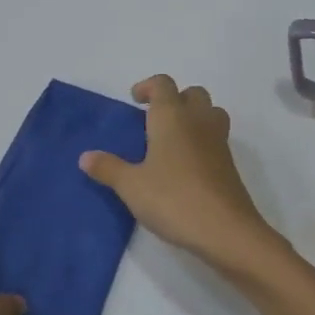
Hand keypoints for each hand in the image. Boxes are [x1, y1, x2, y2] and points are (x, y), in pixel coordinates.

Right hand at [80, 76, 283, 273]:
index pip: (163, 84)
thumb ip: (108, 168)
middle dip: (174, 99)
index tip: (135, 100)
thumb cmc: (173, 199)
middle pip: (192, 93)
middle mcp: (198, 121)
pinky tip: (184, 166)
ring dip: (193, 116)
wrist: (225, 230)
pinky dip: (201, 141)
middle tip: (153, 120)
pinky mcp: (229, 165)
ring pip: (210, 113)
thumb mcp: (131, 186)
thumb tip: (85, 156)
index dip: (148, 87)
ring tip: (171, 139)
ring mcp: (218, 142)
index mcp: (172, 117)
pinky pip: (215, 138)